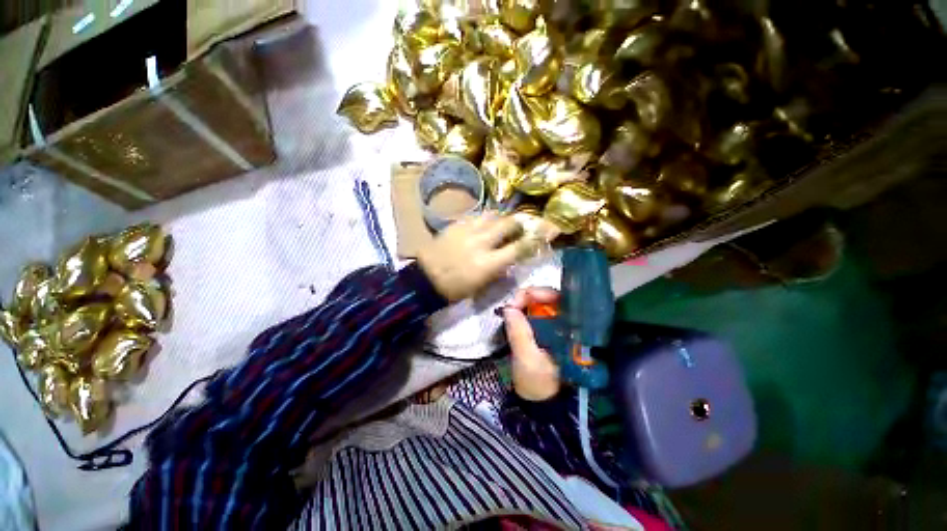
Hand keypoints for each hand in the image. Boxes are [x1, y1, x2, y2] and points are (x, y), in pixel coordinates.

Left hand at [418, 214, 526, 301]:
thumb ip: (500, 269)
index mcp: (488, 263)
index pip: (518, 248)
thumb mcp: (481, 285)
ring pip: (492, 215)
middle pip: (508, 223)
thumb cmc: (455, 288)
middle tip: (520, 226)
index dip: (532, 240)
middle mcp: (481, 242)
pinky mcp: (456, 224)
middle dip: (518, 223)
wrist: (425, 279)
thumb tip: (512, 258)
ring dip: (501, 218)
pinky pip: (476, 216)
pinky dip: (485, 219)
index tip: (540, 235)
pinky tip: (484, 224)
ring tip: (502, 223)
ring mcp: (467, 230)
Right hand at [503, 288, 560, 401]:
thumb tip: (508, 308)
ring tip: (511, 308)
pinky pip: (536, 314)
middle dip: (528, 297)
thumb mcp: (527, 359)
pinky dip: (525, 311)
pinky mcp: (548, 331)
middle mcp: (569, 324)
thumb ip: (519, 333)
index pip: (558, 299)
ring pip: (542, 304)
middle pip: (550, 298)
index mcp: (572, 330)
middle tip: (511, 304)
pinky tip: (515, 314)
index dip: (537, 294)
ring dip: (525, 303)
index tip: (516, 301)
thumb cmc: (539, 383)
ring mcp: (558, 327)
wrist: (542, 404)